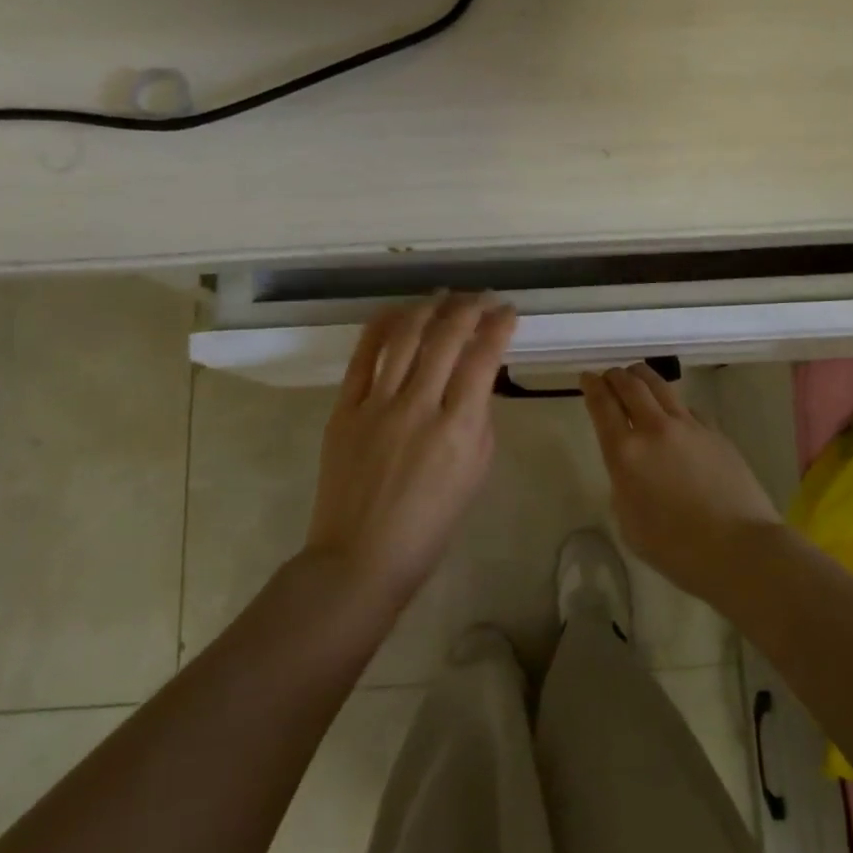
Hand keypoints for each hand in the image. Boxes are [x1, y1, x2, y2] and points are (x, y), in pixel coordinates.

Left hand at [306, 293, 516, 609]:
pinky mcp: (345, 408)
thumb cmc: (430, 525)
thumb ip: (479, 421)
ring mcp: (377, 404)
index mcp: (458, 429)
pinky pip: (363, 356)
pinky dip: (381, 326)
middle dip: (468, 307)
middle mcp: (418, 406)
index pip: (483, 358)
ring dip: (428, 308)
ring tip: (444, 296)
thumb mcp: (475, 475)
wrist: (361, 556)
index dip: (498, 326)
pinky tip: (398, 311)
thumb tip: (475, 381)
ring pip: (405, 337)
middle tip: (480, 298)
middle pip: (446, 337)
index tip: (508, 311)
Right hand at [581, 364, 782, 601]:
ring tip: (636, 376)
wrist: (739, 548)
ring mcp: (689, 427)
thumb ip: (624, 485)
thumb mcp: (629, 523)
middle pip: (630, 385)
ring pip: (661, 386)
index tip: (586, 377)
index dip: (591, 386)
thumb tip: (632, 469)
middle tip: (609, 376)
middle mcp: (655, 429)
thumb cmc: (676, 548)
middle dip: (616, 376)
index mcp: (626, 453)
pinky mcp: (715, 432)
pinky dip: (672, 404)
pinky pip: (687, 408)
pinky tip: (673, 413)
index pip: (602, 405)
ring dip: (642, 377)